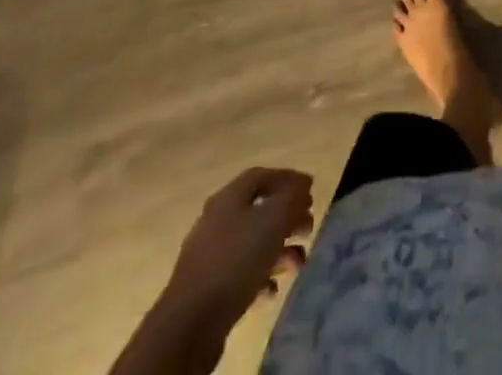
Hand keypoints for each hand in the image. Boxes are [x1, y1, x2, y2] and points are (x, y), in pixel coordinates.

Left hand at [164, 168, 313, 349]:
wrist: (189, 325)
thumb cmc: (235, 261)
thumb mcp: (272, 221)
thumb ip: (291, 198)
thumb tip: (303, 185)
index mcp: (228, 198)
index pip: (262, 176)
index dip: (288, 179)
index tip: (311, 190)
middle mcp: (217, 220)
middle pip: (259, 209)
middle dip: (287, 216)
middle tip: (308, 227)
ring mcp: (210, 256)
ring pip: (252, 243)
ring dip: (279, 250)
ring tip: (298, 263)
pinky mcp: (209, 288)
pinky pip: (241, 273)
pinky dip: (261, 276)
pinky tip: (272, 290)